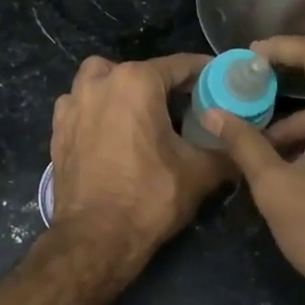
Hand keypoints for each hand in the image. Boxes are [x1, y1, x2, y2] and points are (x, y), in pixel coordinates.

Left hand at [50, 53, 230, 278]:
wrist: (95, 238)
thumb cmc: (149, 198)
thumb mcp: (199, 173)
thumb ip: (226, 151)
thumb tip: (246, 145)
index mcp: (136, 82)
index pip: (180, 65)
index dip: (205, 73)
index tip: (221, 82)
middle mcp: (100, 82)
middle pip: (139, 70)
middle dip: (162, 83)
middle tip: (184, 106)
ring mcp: (73, 104)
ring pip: (101, 80)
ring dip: (121, 89)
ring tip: (141, 114)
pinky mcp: (58, 129)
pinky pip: (80, 105)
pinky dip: (97, 110)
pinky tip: (111, 132)